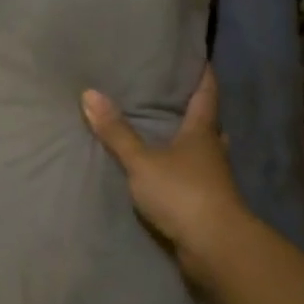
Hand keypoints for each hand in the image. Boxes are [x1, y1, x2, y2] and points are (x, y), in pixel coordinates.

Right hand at [81, 64, 251, 279]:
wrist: (214, 245)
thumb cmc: (181, 193)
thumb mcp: (141, 161)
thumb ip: (116, 132)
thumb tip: (89, 93)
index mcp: (202, 132)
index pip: (206, 95)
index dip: (203, 76)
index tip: (201, 58)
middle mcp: (213, 151)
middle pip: (208, 124)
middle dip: (196, 111)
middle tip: (176, 97)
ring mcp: (214, 179)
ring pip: (204, 152)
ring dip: (191, 143)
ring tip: (168, 133)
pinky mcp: (208, 203)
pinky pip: (194, 177)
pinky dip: (183, 170)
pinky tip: (167, 172)